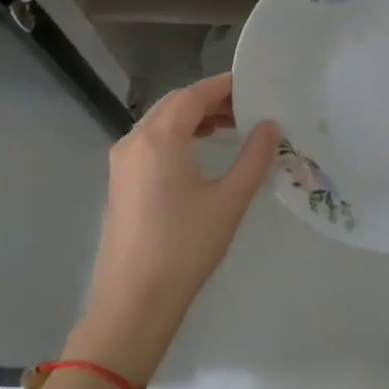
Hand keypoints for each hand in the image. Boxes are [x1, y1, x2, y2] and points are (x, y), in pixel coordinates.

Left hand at [66, 73, 277, 383]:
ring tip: (228, 127)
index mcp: (160, 136)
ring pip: (160, 121)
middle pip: (175, 103)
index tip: (253, 87)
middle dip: (210, 100)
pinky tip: (198, 151)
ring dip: (192, 117)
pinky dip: (176, 134)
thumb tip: (269, 125)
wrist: (133, 301)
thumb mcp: (229, 200)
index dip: (224, 86)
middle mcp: (135, 139)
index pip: (195, 94)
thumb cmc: (185, 247)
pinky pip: (150, 140)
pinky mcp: (119, 180)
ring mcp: (122, 160)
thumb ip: (254, 157)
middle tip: (246, 109)